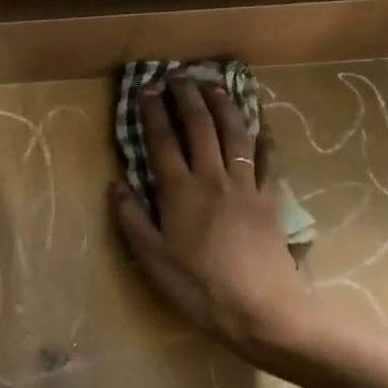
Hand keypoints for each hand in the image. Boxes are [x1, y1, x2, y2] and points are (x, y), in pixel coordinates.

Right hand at [110, 76, 310, 353]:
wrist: (263, 312)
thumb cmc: (200, 288)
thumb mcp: (153, 260)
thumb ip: (132, 219)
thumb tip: (115, 184)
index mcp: (179, 191)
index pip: (162, 140)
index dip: (153, 111)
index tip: (147, 88)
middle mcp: (212, 178)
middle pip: (200, 126)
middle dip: (188, 96)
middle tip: (179, 75)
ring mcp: (246, 186)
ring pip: (235, 134)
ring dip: (224, 105)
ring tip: (215, 85)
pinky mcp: (272, 200)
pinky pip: (269, 161)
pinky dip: (265, 140)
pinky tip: (262, 127)